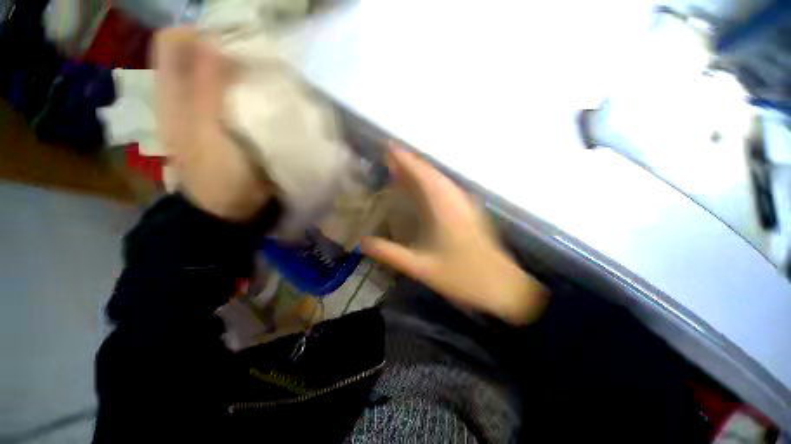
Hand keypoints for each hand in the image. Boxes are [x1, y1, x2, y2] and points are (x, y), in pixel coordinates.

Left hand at [154, 27, 271, 221]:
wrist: (228, 208)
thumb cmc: (217, 176)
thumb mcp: (207, 133)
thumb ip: (206, 90)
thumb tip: (213, 44)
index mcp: (171, 94)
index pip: (174, 42)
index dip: (200, 32)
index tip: (234, 40)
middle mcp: (184, 94)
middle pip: (197, 53)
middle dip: (224, 48)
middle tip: (254, 58)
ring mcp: (206, 110)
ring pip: (217, 73)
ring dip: (238, 69)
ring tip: (262, 76)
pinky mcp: (225, 124)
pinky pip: (233, 95)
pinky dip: (247, 90)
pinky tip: (262, 96)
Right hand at [362, 146, 548, 324]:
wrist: (502, 286)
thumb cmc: (462, 276)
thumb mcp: (422, 268)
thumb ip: (390, 254)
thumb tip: (362, 243)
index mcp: (445, 207)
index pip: (422, 174)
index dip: (404, 159)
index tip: (387, 147)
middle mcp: (456, 198)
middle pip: (431, 172)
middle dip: (410, 163)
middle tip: (388, 159)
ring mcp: (465, 203)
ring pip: (439, 179)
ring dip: (420, 172)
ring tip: (400, 171)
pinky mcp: (469, 210)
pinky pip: (446, 188)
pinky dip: (430, 183)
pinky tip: (422, 190)